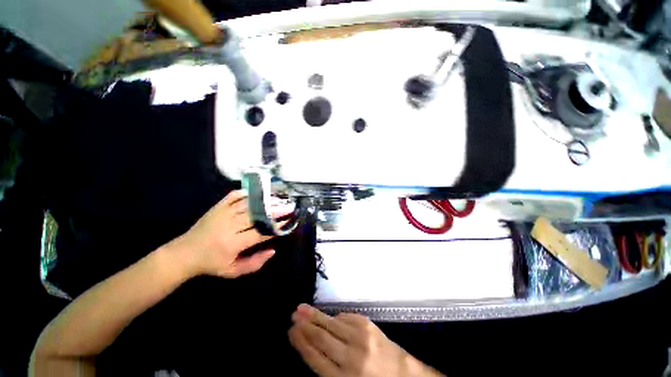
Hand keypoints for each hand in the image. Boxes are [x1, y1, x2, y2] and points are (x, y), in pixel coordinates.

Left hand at [167, 190, 276, 277]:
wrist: (184, 253)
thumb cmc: (211, 264)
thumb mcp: (233, 271)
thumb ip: (254, 264)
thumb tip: (273, 250)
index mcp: (232, 244)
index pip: (259, 233)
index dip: (275, 228)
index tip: (287, 223)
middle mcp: (228, 226)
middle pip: (255, 215)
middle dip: (274, 211)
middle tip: (288, 207)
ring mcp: (222, 214)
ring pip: (247, 204)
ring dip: (264, 201)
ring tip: (278, 198)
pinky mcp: (217, 207)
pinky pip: (234, 196)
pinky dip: (247, 192)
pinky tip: (259, 192)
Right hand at [288, 304, 442, 376]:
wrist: (404, 376)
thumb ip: (329, 369)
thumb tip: (313, 347)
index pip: (315, 357)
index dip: (301, 343)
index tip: (291, 332)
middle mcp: (350, 357)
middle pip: (321, 338)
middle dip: (305, 326)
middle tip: (293, 316)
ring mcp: (360, 337)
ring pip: (331, 324)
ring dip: (315, 315)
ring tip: (301, 308)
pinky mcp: (368, 325)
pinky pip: (346, 318)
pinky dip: (335, 317)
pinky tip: (327, 316)